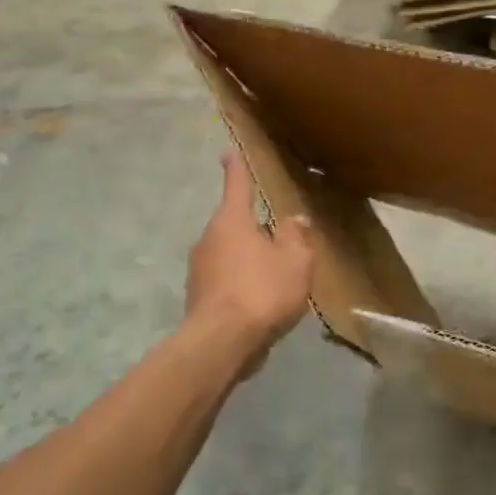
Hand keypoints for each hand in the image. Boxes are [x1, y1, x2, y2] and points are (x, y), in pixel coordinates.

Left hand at [186, 150, 315, 361]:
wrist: (223, 342)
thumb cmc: (263, 291)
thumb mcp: (296, 261)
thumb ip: (296, 237)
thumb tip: (294, 220)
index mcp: (232, 221)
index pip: (237, 186)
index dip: (236, 168)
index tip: (228, 152)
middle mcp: (209, 239)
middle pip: (235, 224)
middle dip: (255, 228)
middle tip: (280, 239)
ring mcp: (199, 269)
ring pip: (230, 254)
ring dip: (250, 259)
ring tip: (276, 277)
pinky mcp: (199, 298)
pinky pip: (226, 281)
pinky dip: (242, 284)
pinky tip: (262, 302)